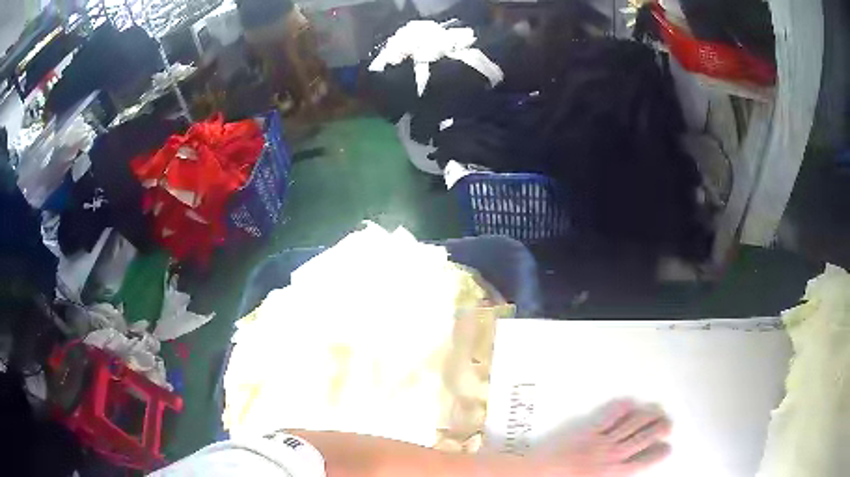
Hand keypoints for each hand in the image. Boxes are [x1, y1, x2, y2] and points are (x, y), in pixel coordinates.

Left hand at [534, 400, 671, 476]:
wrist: (536, 474)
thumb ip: (613, 475)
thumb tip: (628, 469)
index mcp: (613, 474)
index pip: (643, 462)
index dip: (658, 454)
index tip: (668, 447)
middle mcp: (611, 456)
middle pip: (642, 440)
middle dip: (659, 430)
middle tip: (668, 424)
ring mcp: (600, 441)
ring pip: (631, 425)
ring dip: (647, 417)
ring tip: (657, 411)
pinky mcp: (587, 430)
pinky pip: (608, 416)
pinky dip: (620, 408)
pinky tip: (629, 402)